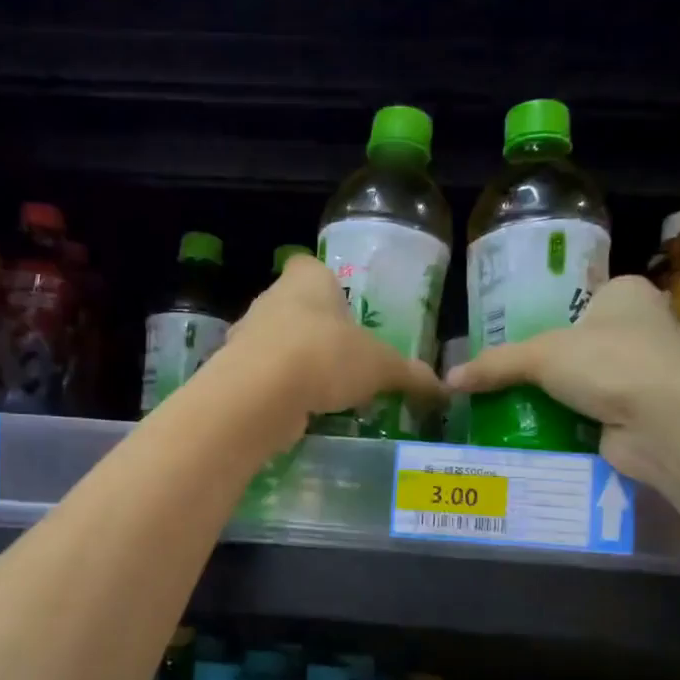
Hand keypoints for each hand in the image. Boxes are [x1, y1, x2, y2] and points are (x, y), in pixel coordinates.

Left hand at [224, 252, 444, 422]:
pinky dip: (281, 391)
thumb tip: (444, 389)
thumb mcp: (381, 366)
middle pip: (297, 309)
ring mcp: (248, 334)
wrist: (263, 392)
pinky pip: (265, 377)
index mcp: (307, 278)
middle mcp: (271, 298)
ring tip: (327, 392)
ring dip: (299, 364)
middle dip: (319, 332)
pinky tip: (301, 411)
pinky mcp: (235, 371)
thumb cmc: (327, 355)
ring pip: (279, 344)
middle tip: (346, 360)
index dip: (330, 289)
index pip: (314, 269)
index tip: (348, 316)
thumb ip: (410, 375)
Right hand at [446, 275, 679, 485]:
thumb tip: (447, 380)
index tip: (509, 340)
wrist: (667, 423)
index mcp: (625, 295)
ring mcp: (640, 376)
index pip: (578, 301)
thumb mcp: (542, 355)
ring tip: (503, 411)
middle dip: (544, 367)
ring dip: (552, 401)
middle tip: (497, 380)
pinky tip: (529, 436)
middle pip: (577, 347)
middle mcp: (639, 330)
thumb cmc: (611, 363)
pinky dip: (564, 428)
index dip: (545, 318)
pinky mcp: (636, 416)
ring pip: (582, 386)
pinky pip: (588, 419)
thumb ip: (495, 364)